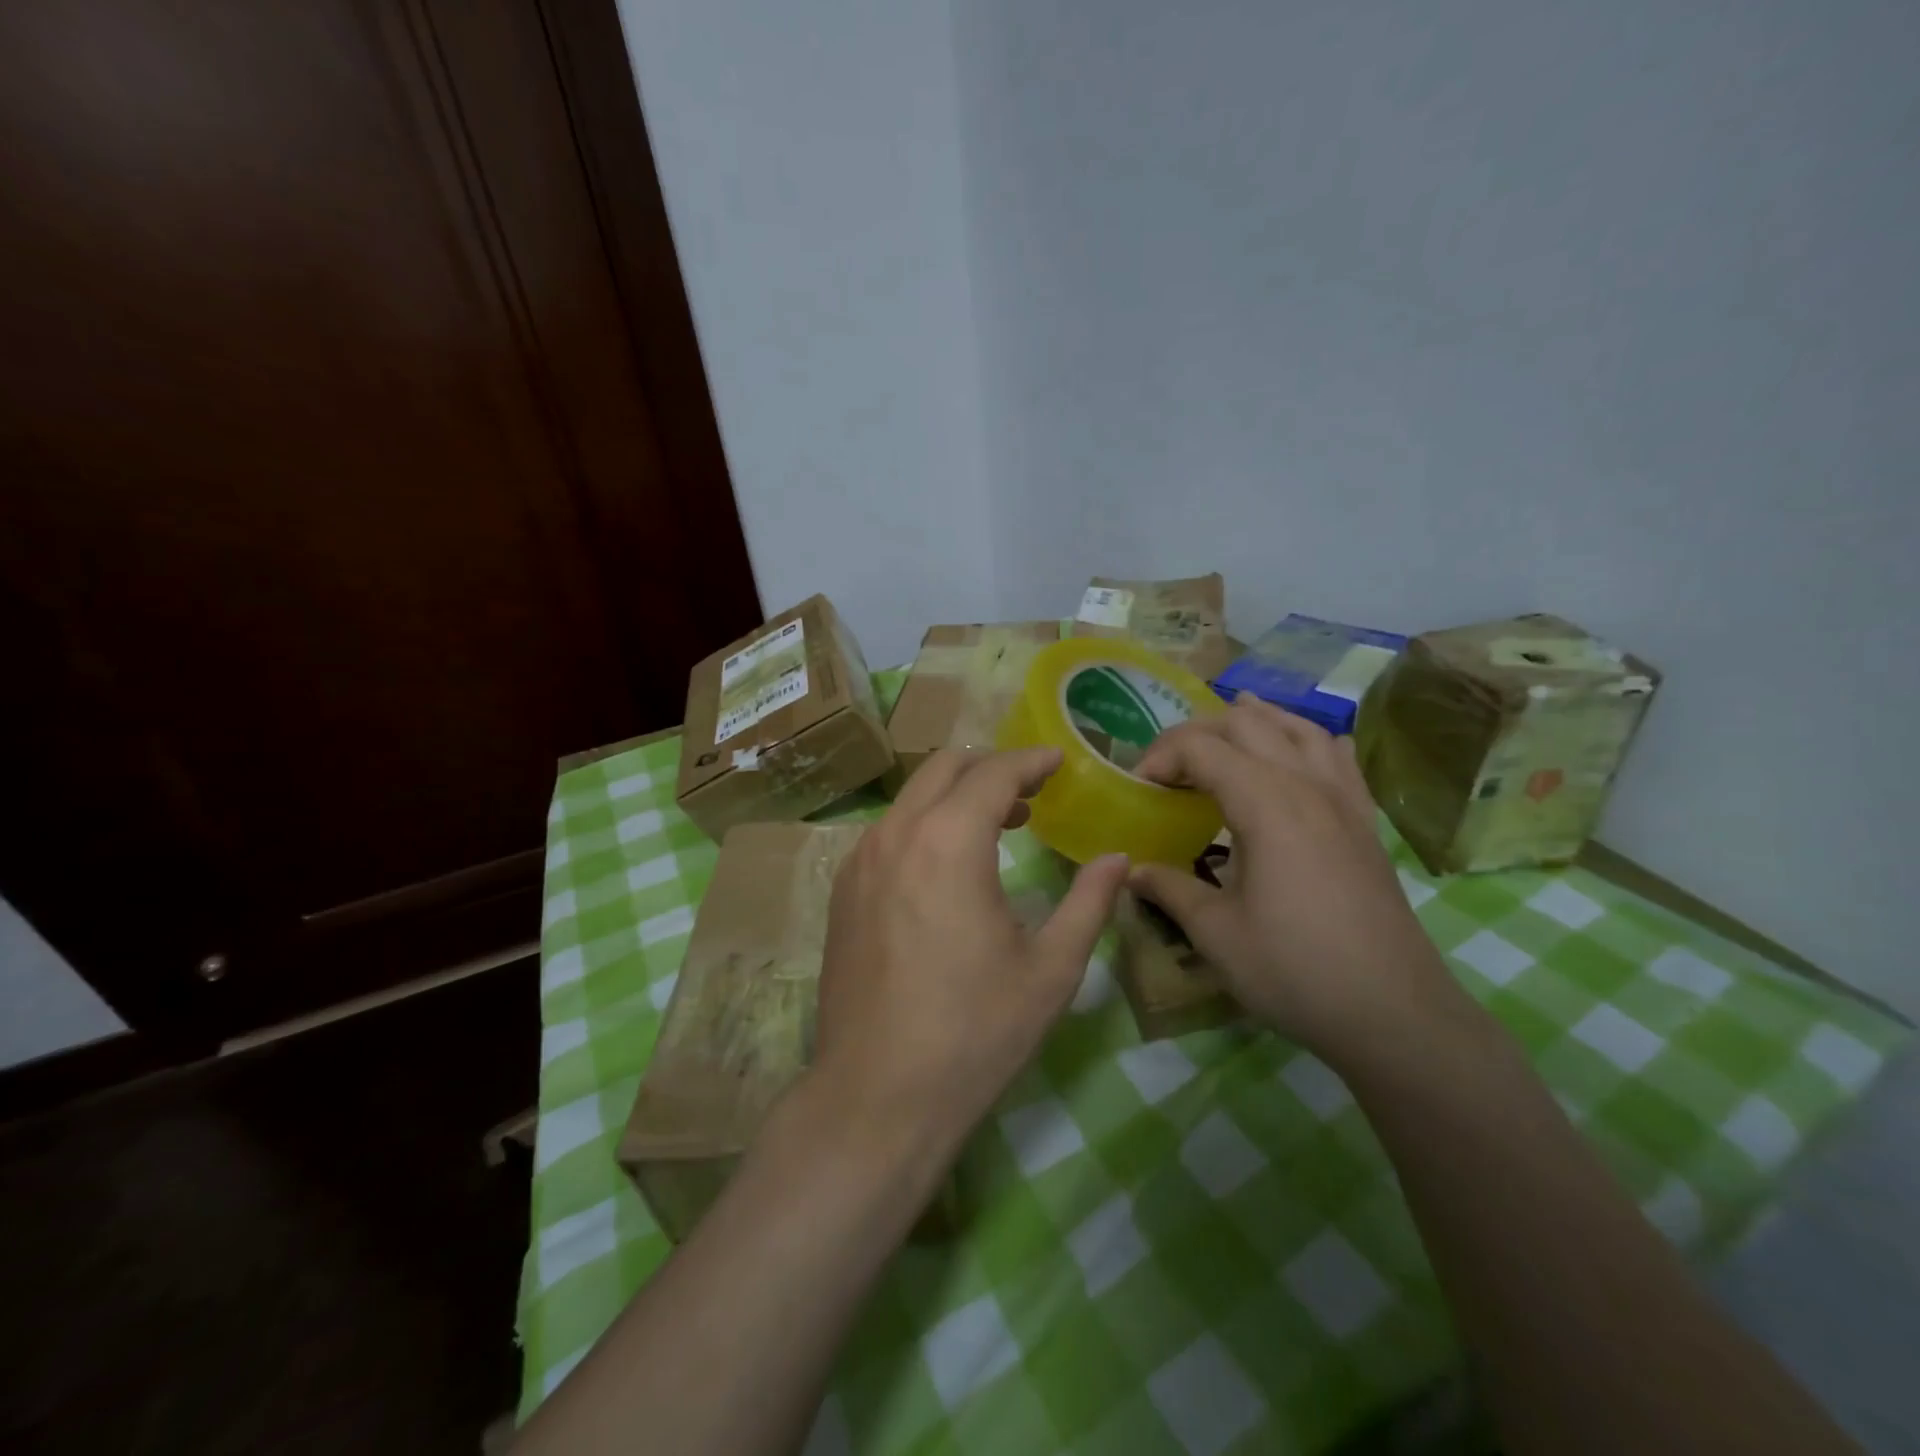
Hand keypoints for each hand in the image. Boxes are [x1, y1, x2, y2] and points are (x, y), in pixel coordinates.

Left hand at [811, 748, 1131, 1148]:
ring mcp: (860, 861)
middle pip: (943, 768)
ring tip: (998, 825)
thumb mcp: (1050, 969)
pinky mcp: (843, 891)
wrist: (877, 1095)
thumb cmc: (974, 1032)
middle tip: (1031, 792)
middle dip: (990, 768)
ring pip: (911, 798)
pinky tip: (948, 865)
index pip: (993, 773)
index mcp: (949, 842)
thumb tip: (1118, 859)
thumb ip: (1089, 902)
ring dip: (956, 796)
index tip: (1059, 760)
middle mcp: (896, 835)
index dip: (1031, 761)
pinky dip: (924, 824)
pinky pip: (889, 832)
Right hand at [1128, 695, 1473, 1064]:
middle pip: (1246, 723)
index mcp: (1266, 804)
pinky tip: (1294, 758)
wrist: (1394, 1014)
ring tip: (1223, 737)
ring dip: (1254, 722)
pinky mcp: (1365, 821)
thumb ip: (1169, 889)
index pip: (1201, 747)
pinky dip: (1306, 740)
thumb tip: (1131, 870)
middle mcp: (1306, 785)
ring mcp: (1343, 799)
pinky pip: (1337, 755)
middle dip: (1197, 733)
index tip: (1137, 789)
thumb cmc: (1295, 971)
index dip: (1160, 756)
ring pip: (1298, 727)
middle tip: (1168, 769)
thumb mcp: (1216, 934)